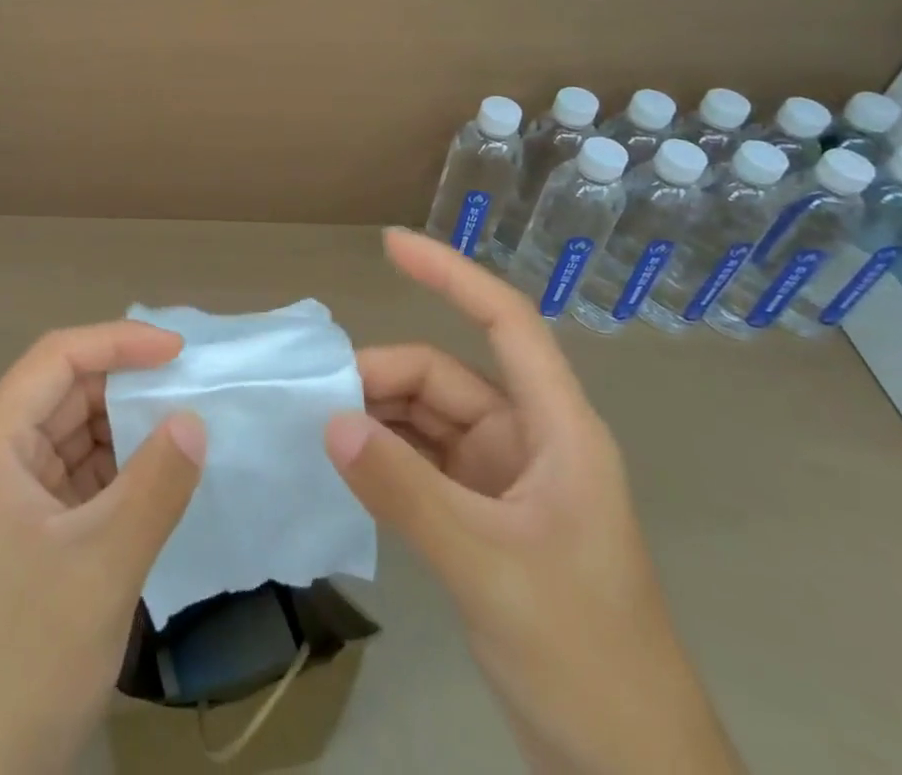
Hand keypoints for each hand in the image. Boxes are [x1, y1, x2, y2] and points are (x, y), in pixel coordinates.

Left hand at [0, 323, 206, 774]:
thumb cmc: (25, 657)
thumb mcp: (103, 565)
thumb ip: (156, 484)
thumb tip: (195, 419)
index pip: (56, 359)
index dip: (119, 343)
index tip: (179, 352)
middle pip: (63, 393)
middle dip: (127, 387)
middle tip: (193, 389)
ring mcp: (1, 493)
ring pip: (71, 433)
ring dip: (125, 430)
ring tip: (186, 426)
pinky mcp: (20, 528)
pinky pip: (73, 474)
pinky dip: (115, 470)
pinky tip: (158, 474)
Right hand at [329, 229, 741, 774]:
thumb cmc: (585, 658)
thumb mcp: (488, 568)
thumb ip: (406, 492)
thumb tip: (330, 422)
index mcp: (557, 431)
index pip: (507, 323)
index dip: (451, 274)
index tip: (390, 244)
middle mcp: (529, 442)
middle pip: (445, 378)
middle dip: (382, 379)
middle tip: (317, 400)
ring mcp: (504, 482)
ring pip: (428, 421)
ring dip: (377, 418)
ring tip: (318, 427)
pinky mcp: (483, 519)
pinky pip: (423, 464)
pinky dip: (385, 458)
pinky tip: (346, 465)